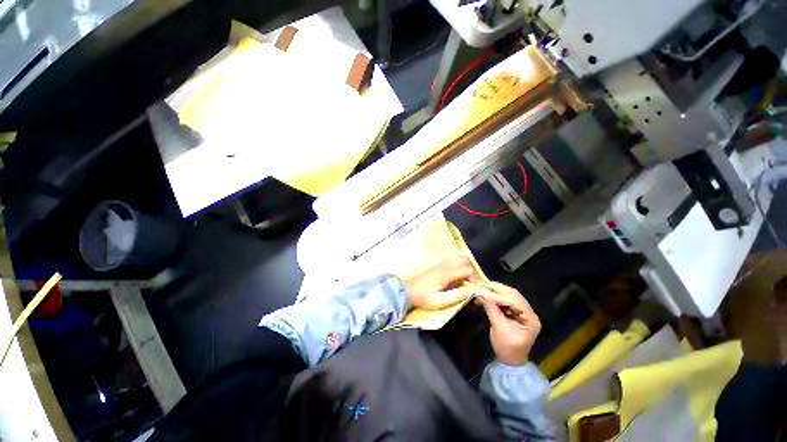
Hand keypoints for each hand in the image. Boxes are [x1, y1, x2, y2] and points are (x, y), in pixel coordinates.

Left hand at [404, 256, 479, 309]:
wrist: (407, 291)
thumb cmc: (423, 297)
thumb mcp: (439, 301)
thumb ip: (456, 296)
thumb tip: (470, 290)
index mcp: (446, 273)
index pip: (467, 269)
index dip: (475, 278)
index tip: (476, 288)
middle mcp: (445, 265)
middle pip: (464, 260)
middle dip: (472, 270)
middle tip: (472, 283)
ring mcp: (440, 264)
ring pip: (458, 258)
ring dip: (465, 267)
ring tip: (465, 281)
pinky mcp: (437, 265)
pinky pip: (452, 261)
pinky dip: (458, 266)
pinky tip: (456, 278)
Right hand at [477, 282, 540, 365]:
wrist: (510, 361)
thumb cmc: (507, 348)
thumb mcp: (498, 328)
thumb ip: (491, 309)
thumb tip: (480, 293)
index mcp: (530, 318)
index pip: (515, 301)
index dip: (498, 294)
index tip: (483, 290)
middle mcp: (528, 312)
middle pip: (513, 295)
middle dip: (497, 289)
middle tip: (481, 284)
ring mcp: (522, 312)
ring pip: (509, 295)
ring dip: (495, 291)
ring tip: (482, 288)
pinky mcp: (515, 312)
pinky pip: (505, 300)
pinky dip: (495, 297)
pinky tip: (486, 295)